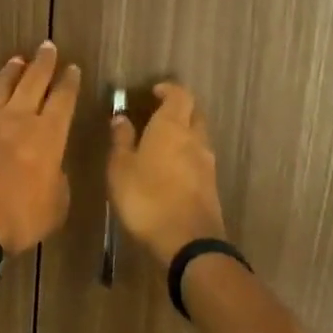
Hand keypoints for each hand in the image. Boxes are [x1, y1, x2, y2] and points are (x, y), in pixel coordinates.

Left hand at [0, 43, 79, 254]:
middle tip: (47, 46)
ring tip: (16, 59)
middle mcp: (18, 118)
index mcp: (48, 135)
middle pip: (33, 81)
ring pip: (0, 86)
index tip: (72, 67)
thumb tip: (52, 170)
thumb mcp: (55, 207)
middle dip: (42, 63)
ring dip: (10, 71)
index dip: (69, 83)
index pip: (63, 100)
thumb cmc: (19, 215)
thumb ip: (57, 182)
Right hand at [108, 81, 226, 266]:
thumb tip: (121, 117)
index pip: (180, 94)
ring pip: (198, 137)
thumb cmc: (146, 198)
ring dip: (184, 135)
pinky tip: (170, 171)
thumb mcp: (120, 168)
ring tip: (160, 145)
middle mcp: (194, 138)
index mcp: (172, 126)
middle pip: (194, 113)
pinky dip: (187, 157)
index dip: (168, 89)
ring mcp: (207, 163)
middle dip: (179, 110)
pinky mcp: (212, 186)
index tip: (153, 92)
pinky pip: (199, 160)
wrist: (188, 243)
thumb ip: (121, 140)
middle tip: (157, 115)